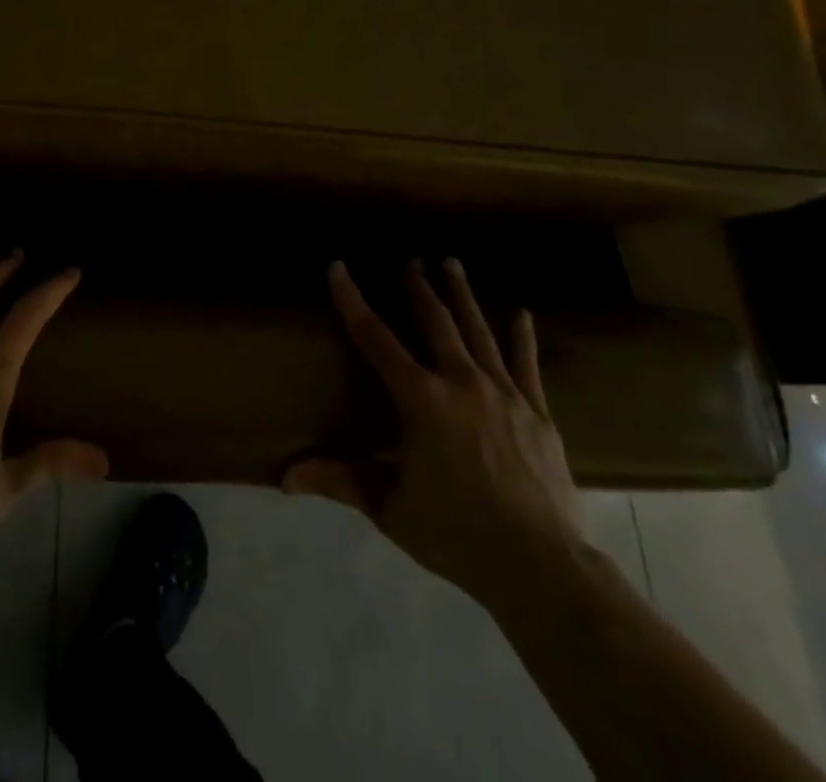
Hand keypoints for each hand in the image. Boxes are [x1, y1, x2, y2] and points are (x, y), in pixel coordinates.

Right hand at [285, 258, 584, 616]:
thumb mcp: (389, 508)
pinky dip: (521, 337)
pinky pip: (525, 364)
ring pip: (478, 331)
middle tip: (411, 258)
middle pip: (435, 322)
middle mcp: (460, 382)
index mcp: (421, 399)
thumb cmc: (456, 534)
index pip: (375, 338)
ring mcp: (504, 393)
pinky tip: (521, 313)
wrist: (541, 567)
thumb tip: (285, 477)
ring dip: (462, 296)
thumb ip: (340, 480)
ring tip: (452, 264)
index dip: (352, 300)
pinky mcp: (536, 412)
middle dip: (418, 287)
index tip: (338, 267)